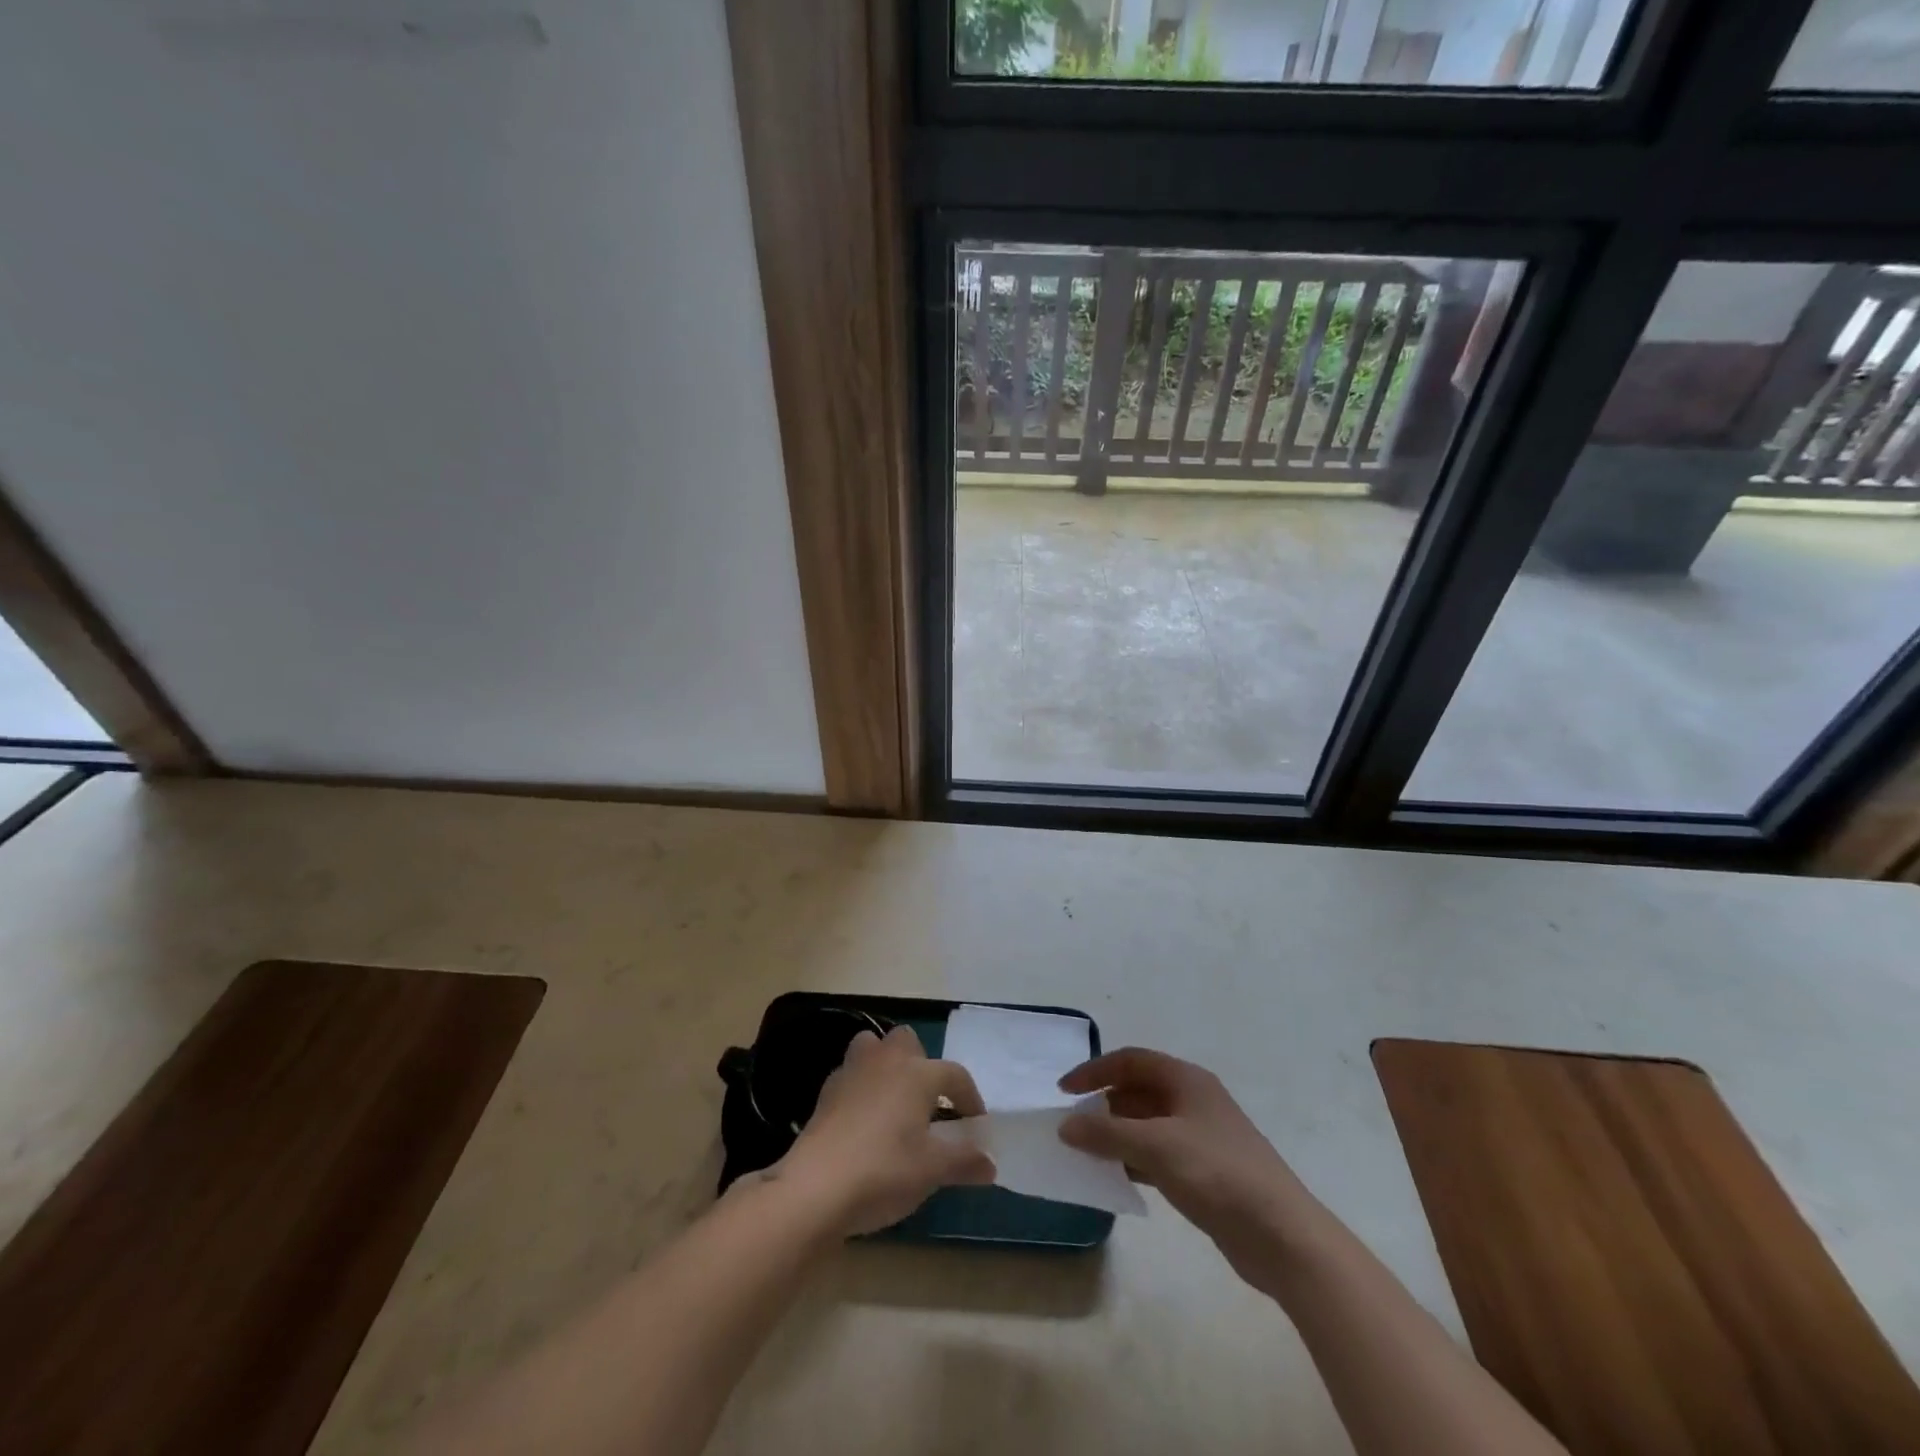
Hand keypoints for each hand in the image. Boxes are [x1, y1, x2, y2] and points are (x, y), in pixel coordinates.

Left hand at [778, 1026, 993, 1236]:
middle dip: (921, 1063)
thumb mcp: (932, 1171)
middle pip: (907, 1041)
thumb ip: (964, 1162)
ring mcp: (852, 1072)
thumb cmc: (884, 1171)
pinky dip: (861, 1088)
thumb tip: (989, 1164)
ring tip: (894, 1102)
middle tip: (927, 1103)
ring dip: (885, 1065)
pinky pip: (851, 1075)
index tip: (975, 1125)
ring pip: (873, 1047)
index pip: (955, 1075)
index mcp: (917, 1074)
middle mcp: (886, 1061)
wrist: (816, 1188)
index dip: (970, 1098)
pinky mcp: (826, 1091)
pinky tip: (864, 1121)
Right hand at [1059, 1047, 1327, 1285]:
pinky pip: (1157, 1155)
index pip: (1130, 1061)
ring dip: (1116, 1136)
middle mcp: (1193, 1101)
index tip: (1064, 1092)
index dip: (1094, 1071)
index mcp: (1186, 1080)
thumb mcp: (1156, 1147)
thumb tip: (1066, 1126)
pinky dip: (1133, 1161)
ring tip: (1085, 1154)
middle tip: (1072, 1127)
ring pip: (1146, 1126)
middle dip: (1103, 1106)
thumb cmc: (1218, 1174)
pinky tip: (1114, 1179)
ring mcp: (1200, 1137)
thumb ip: (1107, 1134)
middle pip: (1138, 1091)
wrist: (1283, 1236)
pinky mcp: (1204, 1172)